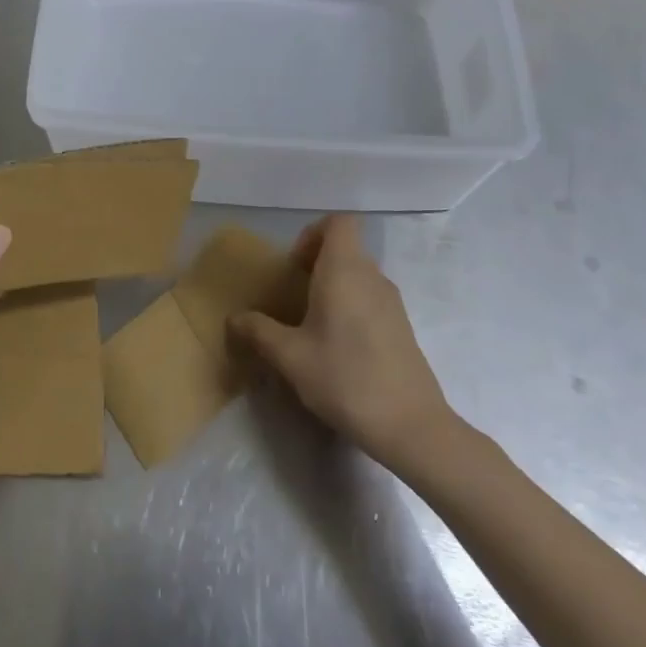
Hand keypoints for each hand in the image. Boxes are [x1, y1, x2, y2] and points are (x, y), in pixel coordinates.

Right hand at [229, 215, 455, 473]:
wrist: (410, 425)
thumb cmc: (345, 379)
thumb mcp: (291, 357)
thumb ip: (259, 332)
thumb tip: (234, 318)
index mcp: (345, 270)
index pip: (339, 221)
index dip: (313, 233)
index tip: (294, 266)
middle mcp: (372, 276)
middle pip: (346, 247)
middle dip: (316, 263)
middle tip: (293, 296)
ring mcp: (392, 301)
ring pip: (358, 274)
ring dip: (333, 287)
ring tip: (310, 324)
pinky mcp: (402, 326)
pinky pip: (370, 298)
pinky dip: (350, 307)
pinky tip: (337, 347)